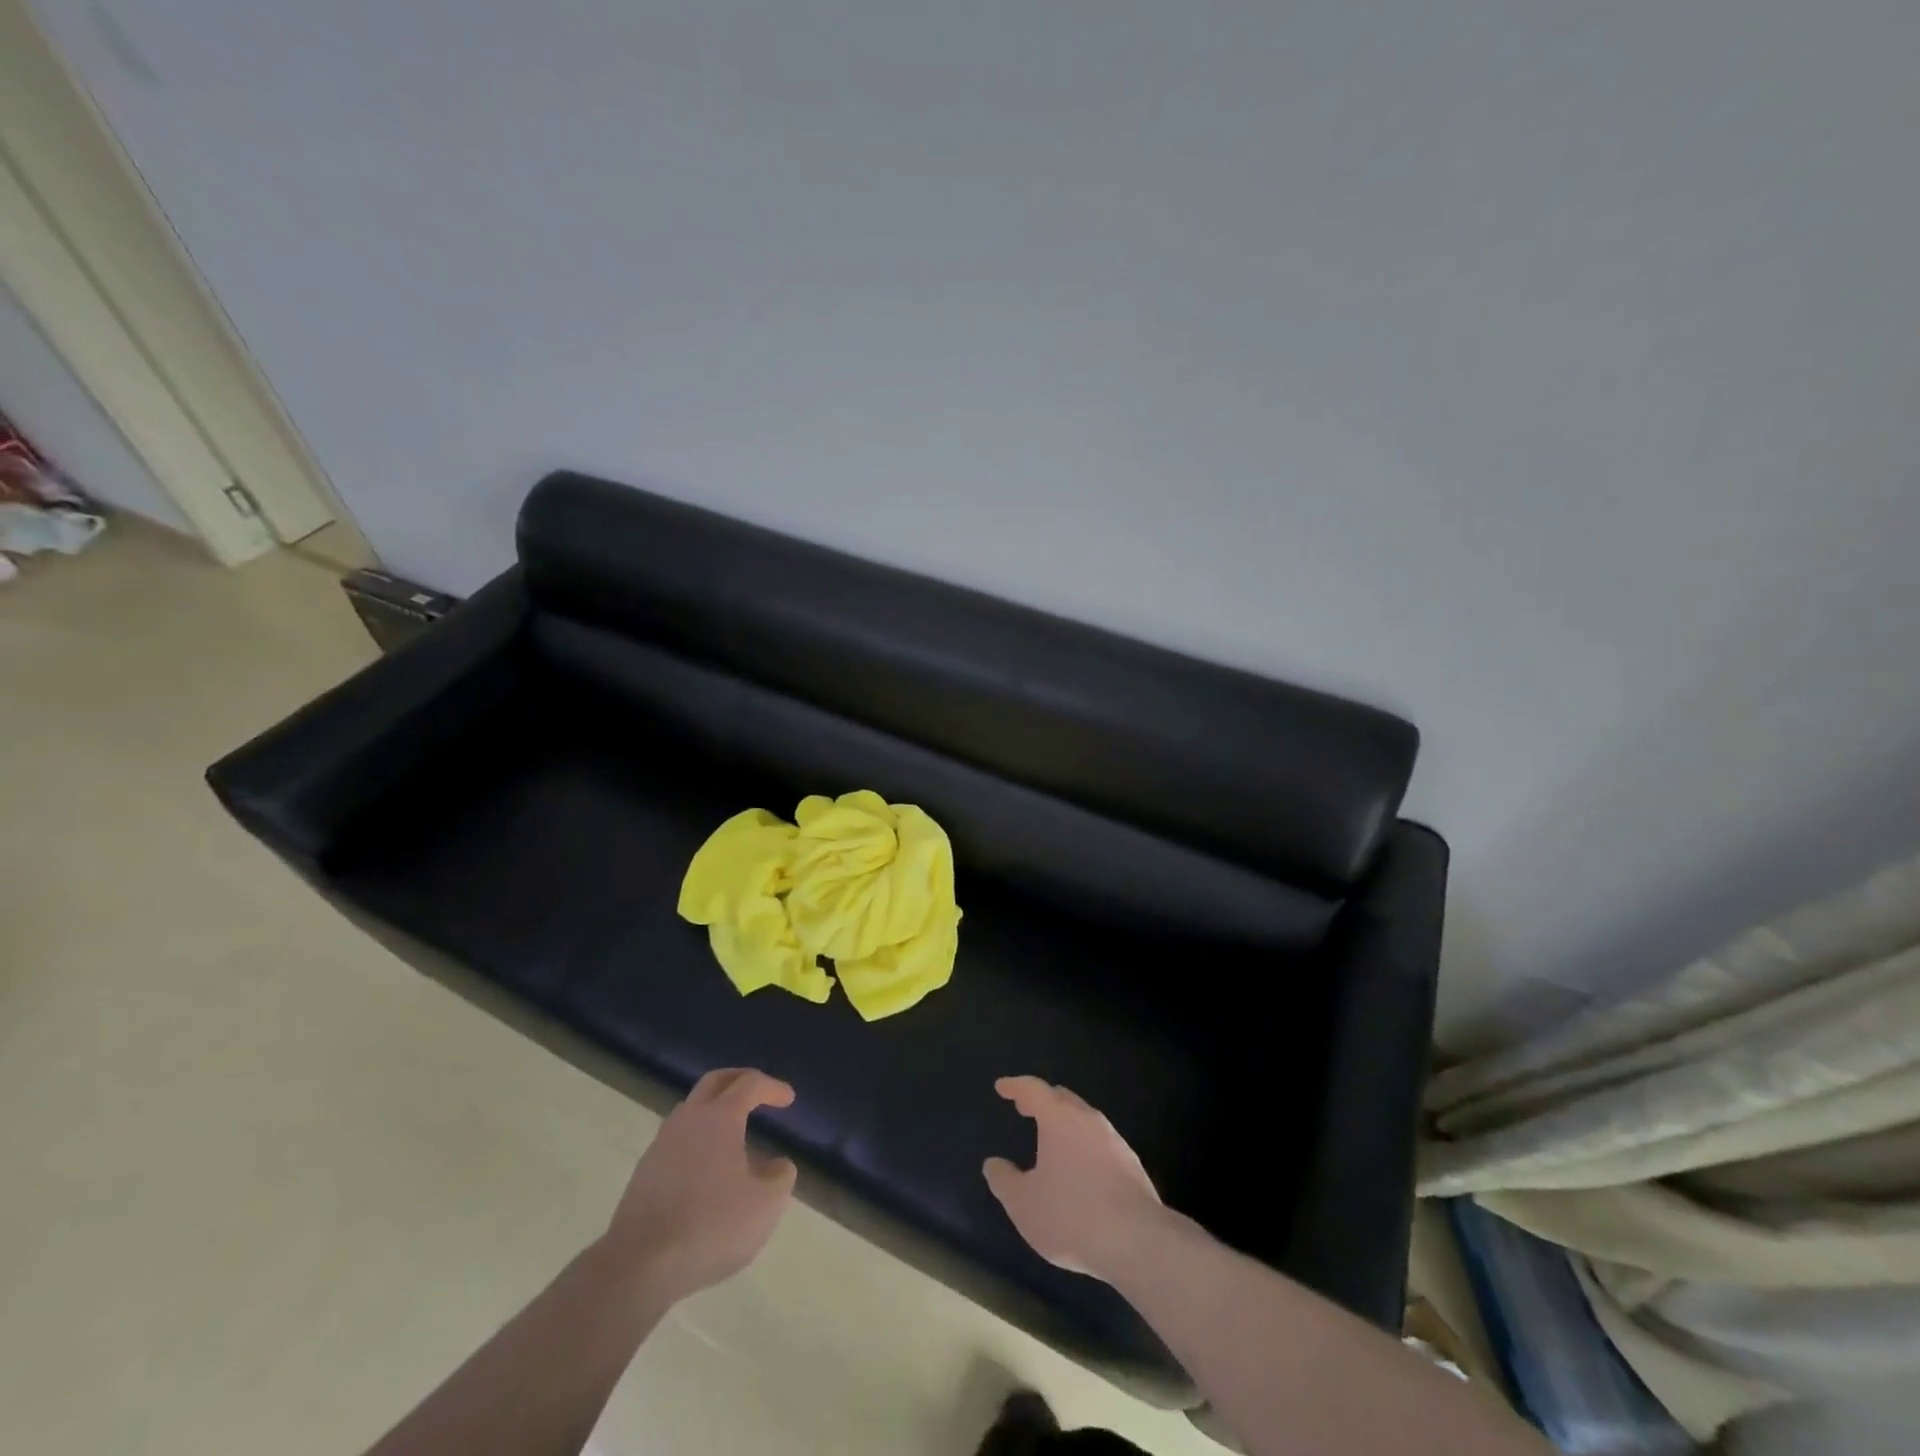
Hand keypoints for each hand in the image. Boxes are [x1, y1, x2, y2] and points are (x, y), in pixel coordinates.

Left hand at [600, 1067, 797, 1303]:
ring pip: (692, 1110)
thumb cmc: (711, 1225)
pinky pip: (678, 1140)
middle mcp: (689, 1119)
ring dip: (715, 1110)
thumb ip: (780, 1176)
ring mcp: (662, 1144)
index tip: (788, 1099)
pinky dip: (698, 1140)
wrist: (638, 1265)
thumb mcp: (765, 1204)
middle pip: (715, 1082)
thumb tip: (776, 1164)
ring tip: (734, 1133)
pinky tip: (708, 1169)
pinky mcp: (645, 1172)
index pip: (750, 1084)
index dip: (772, 1087)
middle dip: (740, 1080)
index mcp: (720, 1117)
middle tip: (759, 1091)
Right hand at [983, 1075, 1165, 1281]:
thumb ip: (1004, 1181)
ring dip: (1065, 1122)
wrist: (1137, 1241)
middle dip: (1041, 1100)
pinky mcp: (1132, 1165)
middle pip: (1062, 1098)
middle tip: (1025, 1107)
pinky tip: (1081, 1168)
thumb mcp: (1024, 1204)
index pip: (1033, 1089)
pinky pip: (1101, 1143)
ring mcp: (1114, 1140)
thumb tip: (993, 1164)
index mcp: (1059, 1118)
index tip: (1002, 1087)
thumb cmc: (1070, 1215)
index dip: (1015, 1086)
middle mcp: (1088, 1120)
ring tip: (1052, 1139)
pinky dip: (1084, 1145)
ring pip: (1084, 1119)